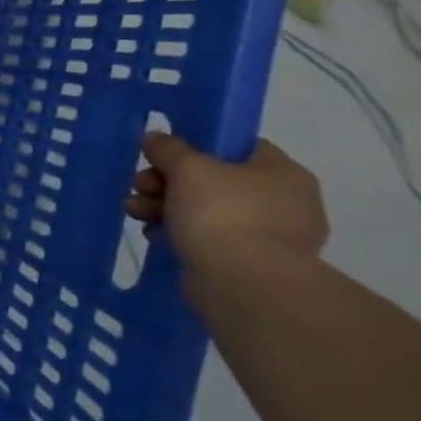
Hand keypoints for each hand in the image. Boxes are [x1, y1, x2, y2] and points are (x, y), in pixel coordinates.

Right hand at [126, 132, 328, 271]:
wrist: (242, 283)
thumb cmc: (222, 213)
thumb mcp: (187, 168)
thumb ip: (168, 148)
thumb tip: (154, 137)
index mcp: (283, 173)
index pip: (238, 146)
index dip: (197, 146)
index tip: (163, 155)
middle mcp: (285, 203)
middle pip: (214, 180)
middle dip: (167, 181)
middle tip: (139, 186)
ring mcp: (270, 237)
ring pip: (207, 210)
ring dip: (165, 206)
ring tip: (134, 212)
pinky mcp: (250, 265)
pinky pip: (209, 239)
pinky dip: (180, 233)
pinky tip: (154, 235)